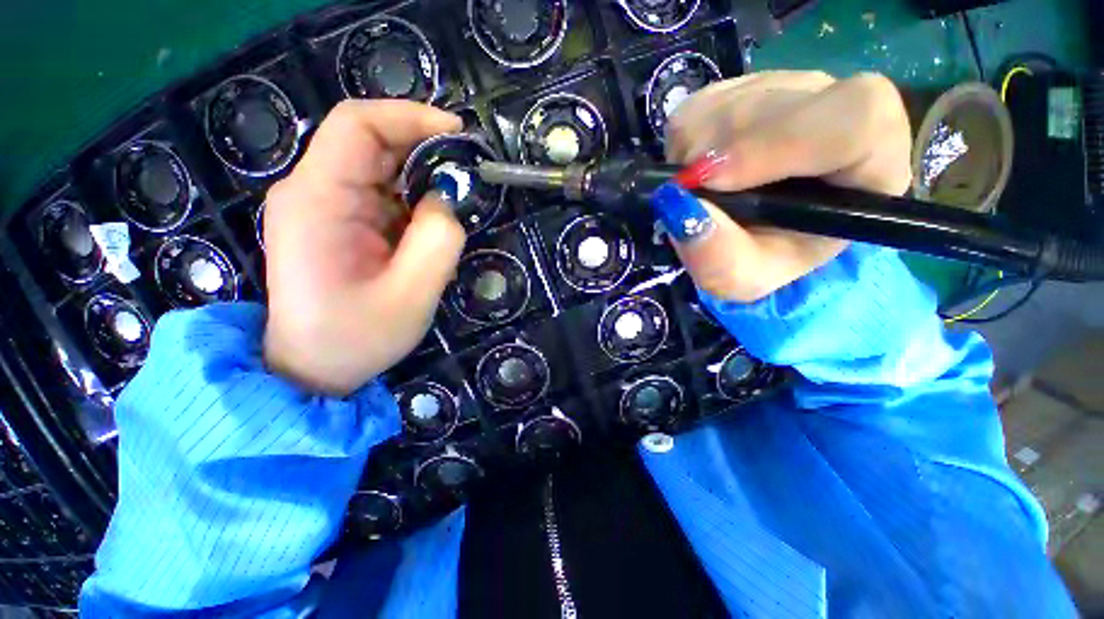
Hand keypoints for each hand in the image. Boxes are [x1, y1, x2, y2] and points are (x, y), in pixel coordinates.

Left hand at [263, 100, 464, 395]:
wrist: (312, 367)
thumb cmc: (356, 338)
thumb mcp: (411, 296)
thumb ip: (438, 241)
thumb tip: (449, 198)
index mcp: (317, 200)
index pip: (358, 125)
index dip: (410, 116)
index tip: (459, 133)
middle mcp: (312, 191)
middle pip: (368, 141)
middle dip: (423, 147)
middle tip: (467, 171)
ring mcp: (322, 205)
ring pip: (377, 166)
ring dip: (420, 175)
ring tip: (455, 201)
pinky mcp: (336, 221)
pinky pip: (379, 192)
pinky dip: (412, 198)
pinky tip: (432, 222)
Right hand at [660, 71, 911, 301]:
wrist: (760, 231)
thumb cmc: (767, 256)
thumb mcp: (744, 278)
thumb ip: (717, 257)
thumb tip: (676, 206)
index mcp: (871, 160)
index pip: (853, 120)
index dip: (775, 144)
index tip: (711, 180)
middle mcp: (838, 107)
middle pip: (770, 106)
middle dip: (713, 156)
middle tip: (688, 196)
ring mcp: (790, 87)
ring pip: (726, 104)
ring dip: (692, 156)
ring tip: (701, 192)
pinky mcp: (745, 85)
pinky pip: (699, 107)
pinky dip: (682, 145)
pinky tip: (698, 171)